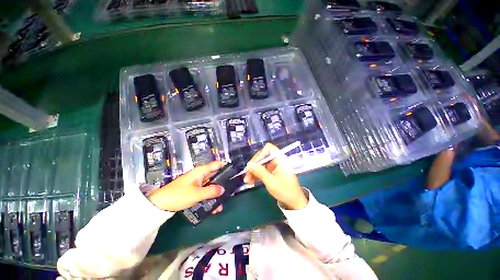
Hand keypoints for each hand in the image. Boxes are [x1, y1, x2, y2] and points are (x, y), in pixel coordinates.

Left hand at [148, 161, 225, 211]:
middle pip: (215, 175)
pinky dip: (210, 197)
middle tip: (232, 188)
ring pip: (211, 185)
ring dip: (217, 193)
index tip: (234, 171)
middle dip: (223, 181)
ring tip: (223, 203)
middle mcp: (200, 175)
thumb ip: (211, 191)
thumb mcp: (197, 194)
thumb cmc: (179, 195)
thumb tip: (223, 189)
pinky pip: (205, 191)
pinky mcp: (194, 190)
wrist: (160, 204)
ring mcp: (197, 183)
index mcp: (201, 171)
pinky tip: (214, 207)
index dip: (225, 165)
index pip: (216, 164)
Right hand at [243, 143, 307, 209]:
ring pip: (261, 164)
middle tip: (246, 174)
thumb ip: (259, 171)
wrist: (294, 202)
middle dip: (254, 165)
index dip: (260, 154)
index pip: (268, 149)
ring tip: (247, 181)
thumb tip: (248, 164)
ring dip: (253, 171)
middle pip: (263, 157)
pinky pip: (263, 170)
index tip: (253, 164)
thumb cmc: (285, 190)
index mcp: (280, 159)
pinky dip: (257, 175)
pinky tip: (251, 182)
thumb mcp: (270, 181)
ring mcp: (275, 166)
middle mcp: (277, 160)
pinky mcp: (272, 172)